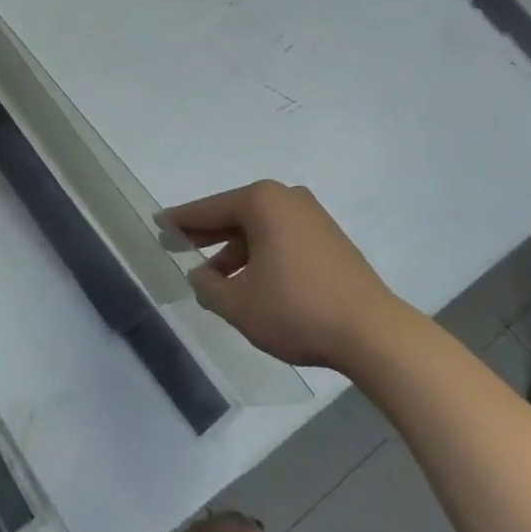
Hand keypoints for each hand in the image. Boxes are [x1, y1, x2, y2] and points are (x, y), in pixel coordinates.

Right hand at [165, 181, 398, 371]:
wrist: (372, 333)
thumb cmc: (296, 310)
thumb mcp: (239, 304)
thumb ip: (209, 287)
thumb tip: (200, 276)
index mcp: (262, 202)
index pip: (209, 209)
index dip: (181, 220)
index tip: (157, 223)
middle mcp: (287, 198)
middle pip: (235, 214)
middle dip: (206, 233)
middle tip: (176, 244)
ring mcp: (312, 217)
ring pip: (259, 229)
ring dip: (234, 250)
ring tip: (212, 277)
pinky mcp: (329, 239)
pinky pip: (281, 238)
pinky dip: (260, 254)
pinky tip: (249, 281)